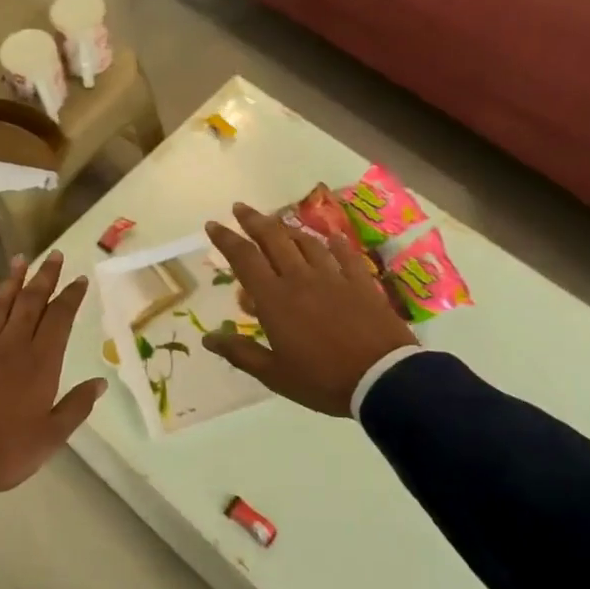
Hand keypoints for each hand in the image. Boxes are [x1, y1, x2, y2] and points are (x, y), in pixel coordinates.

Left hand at [0, 252, 109, 494]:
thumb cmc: (8, 452)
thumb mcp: (53, 436)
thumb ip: (77, 406)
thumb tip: (100, 383)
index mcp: (40, 364)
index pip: (60, 320)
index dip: (71, 297)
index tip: (79, 279)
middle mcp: (12, 348)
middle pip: (31, 304)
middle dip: (44, 278)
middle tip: (54, 256)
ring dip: (10, 283)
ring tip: (20, 259)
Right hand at [203, 203, 417, 416]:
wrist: (382, 379)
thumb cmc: (321, 380)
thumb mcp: (274, 374)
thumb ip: (240, 352)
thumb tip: (207, 338)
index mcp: (275, 299)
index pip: (244, 258)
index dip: (226, 239)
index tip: (213, 224)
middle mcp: (300, 278)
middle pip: (273, 239)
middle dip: (254, 221)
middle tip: (241, 208)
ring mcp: (334, 277)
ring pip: (307, 242)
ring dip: (288, 229)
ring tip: (278, 223)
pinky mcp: (361, 283)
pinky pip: (345, 255)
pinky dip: (334, 244)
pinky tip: (331, 238)